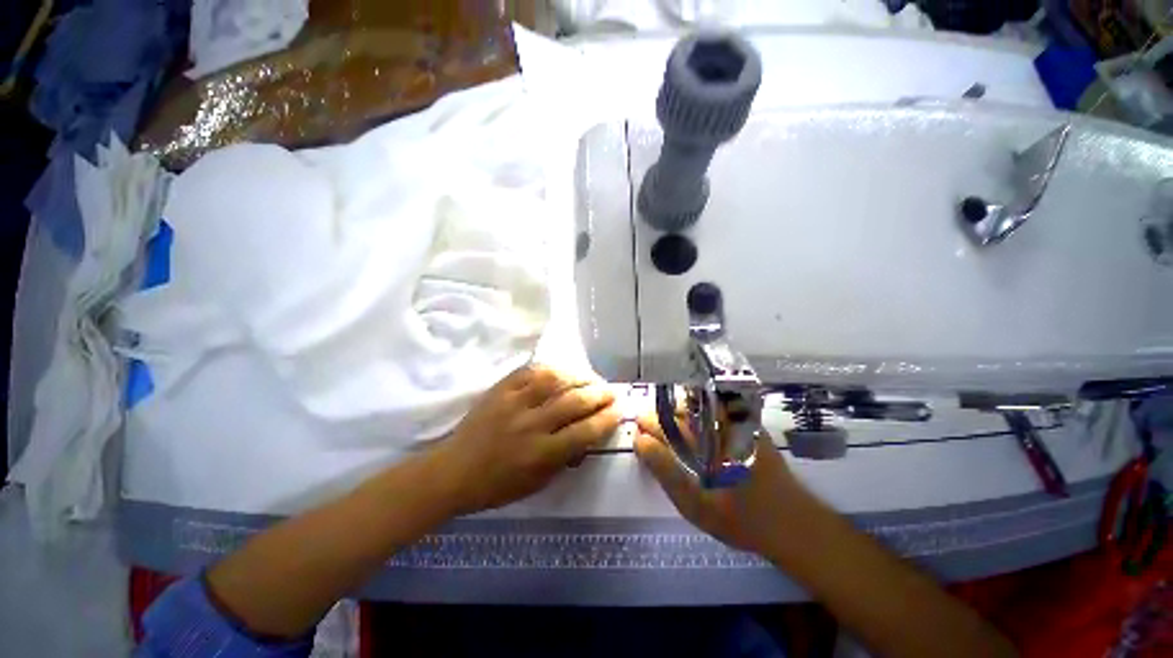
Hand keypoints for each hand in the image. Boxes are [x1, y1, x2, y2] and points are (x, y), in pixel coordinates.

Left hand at [432, 364, 620, 514]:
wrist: (453, 470)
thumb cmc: (497, 485)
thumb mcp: (537, 484)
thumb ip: (565, 460)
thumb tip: (587, 437)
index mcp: (541, 454)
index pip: (584, 432)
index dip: (607, 419)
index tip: (619, 410)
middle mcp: (531, 425)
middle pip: (574, 402)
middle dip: (599, 395)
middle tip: (611, 391)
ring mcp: (514, 403)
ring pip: (555, 380)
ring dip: (579, 377)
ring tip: (590, 378)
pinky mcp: (501, 389)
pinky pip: (531, 371)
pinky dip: (551, 369)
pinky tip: (562, 370)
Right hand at [634, 412, 804, 556]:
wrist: (793, 525)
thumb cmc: (741, 520)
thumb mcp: (696, 506)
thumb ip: (666, 472)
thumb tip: (641, 442)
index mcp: (706, 441)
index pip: (666, 424)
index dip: (648, 424)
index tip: (636, 428)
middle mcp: (721, 423)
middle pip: (681, 409)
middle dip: (659, 415)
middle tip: (645, 424)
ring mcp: (736, 421)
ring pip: (697, 405)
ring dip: (676, 411)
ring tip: (663, 423)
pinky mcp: (748, 424)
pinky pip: (715, 409)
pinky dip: (697, 413)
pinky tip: (690, 423)